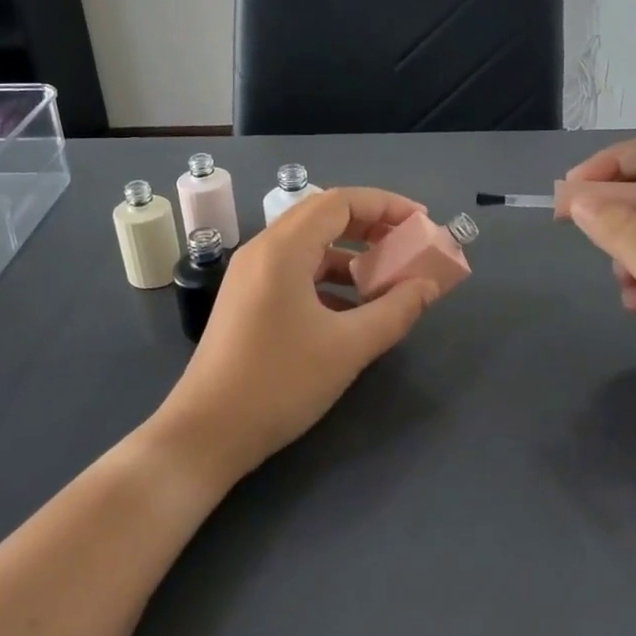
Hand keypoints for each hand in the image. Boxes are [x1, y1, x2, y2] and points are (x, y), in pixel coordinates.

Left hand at [157, 187, 444, 486]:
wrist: (207, 433)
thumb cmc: (280, 383)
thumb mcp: (348, 347)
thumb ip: (396, 310)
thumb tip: (429, 285)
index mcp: (283, 249)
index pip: (340, 201)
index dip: (385, 205)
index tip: (421, 222)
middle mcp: (262, 251)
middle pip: (323, 217)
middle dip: (370, 225)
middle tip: (407, 245)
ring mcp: (249, 276)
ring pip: (308, 247)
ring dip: (350, 255)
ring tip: (386, 279)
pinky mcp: (247, 301)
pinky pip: (294, 272)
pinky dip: (329, 279)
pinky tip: (353, 309)